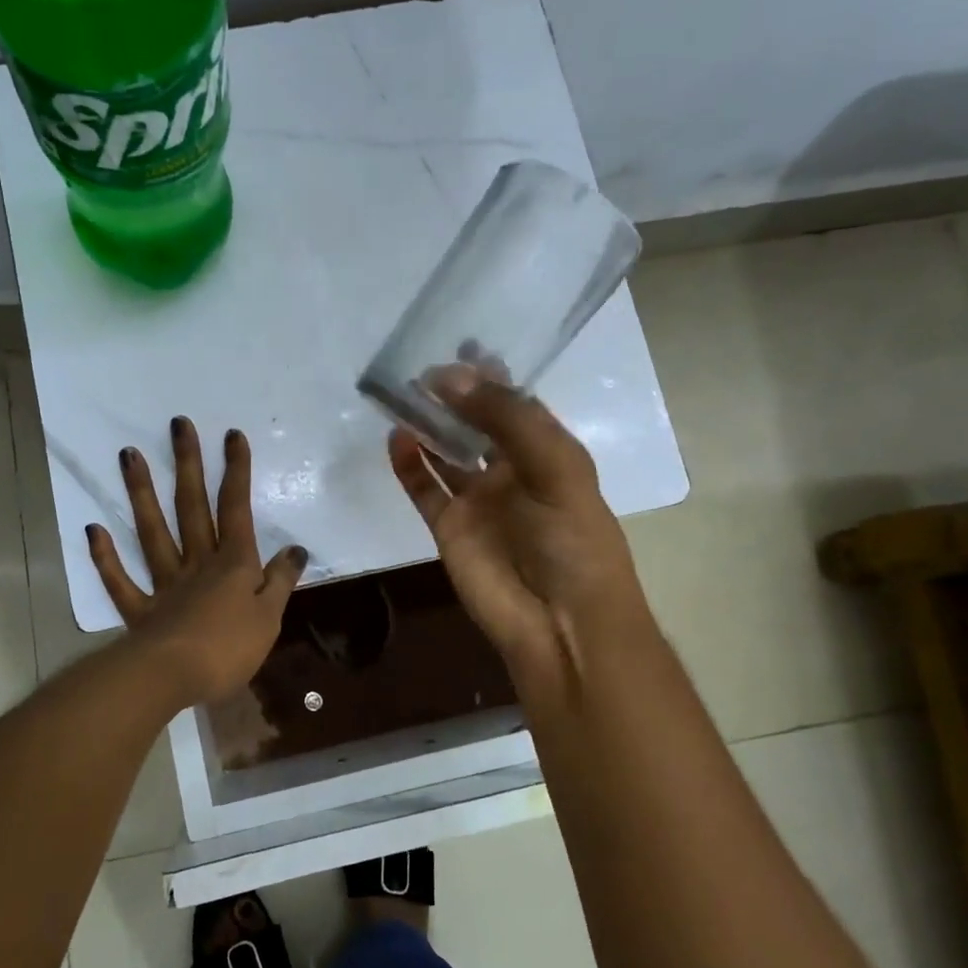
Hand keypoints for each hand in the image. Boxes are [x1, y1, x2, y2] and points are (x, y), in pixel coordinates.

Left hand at [88, 417, 307, 707]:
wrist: (175, 677)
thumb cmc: (230, 648)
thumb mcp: (270, 617)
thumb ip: (280, 581)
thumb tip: (296, 549)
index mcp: (232, 564)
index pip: (236, 509)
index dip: (236, 471)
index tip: (231, 435)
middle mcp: (197, 563)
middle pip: (192, 507)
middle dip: (188, 465)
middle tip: (177, 425)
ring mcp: (164, 584)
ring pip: (152, 532)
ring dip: (141, 493)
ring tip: (129, 455)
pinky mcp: (140, 611)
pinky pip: (120, 581)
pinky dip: (105, 557)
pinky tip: (94, 529)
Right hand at [387, 377, 646, 719]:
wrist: (560, 621)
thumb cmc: (572, 539)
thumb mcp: (553, 467)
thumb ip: (505, 419)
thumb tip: (447, 378)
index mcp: (546, 452)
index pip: (516, 403)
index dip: (491, 375)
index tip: (460, 346)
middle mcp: (510, 470)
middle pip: (475, 423)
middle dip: (452, 395)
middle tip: (420, 367)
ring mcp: (477, 499)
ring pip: (445, 451)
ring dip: (426, 424)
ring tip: (400, 393)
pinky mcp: (447, 526)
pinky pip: (423, 487)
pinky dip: (408, 464)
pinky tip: (395, 438)